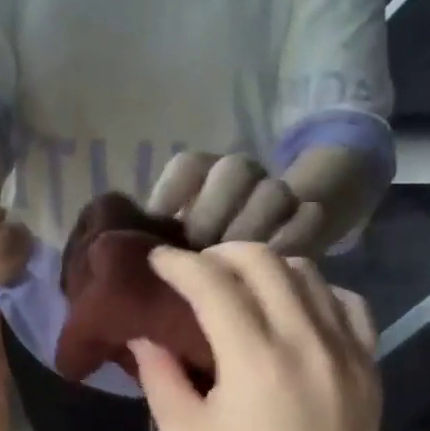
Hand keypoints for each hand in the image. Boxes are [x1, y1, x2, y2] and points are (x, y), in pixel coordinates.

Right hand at [129, 244, 383, 430]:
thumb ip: (158, 374)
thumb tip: (144, 333)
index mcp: (255, 361)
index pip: (213, 282)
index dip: (179, 263)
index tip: (158, 260)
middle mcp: (305, 341)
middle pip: (263, 261)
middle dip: (220, 253)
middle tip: (197, 270)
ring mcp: (345, 349)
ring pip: (307, 272)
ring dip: (266, 268)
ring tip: (242, 287)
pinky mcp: (369, 362)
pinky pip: (346, 301)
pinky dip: (314, 292)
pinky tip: (293, 310)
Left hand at [147, 151, 329, 255]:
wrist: (271, 240)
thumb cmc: (203, 248)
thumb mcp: (174, 236)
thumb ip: (155, 233)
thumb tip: (120, 241)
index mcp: (202, 172)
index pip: (188, 164)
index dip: (173, 190)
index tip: (160, 221)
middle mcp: (240, 174)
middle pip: (234, 170)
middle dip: (213, 212)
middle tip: (199, 249)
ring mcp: (277, 190)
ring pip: (274, 191)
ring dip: (251, 228)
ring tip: (233, 263)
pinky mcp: (309, 214)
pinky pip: (308, 216)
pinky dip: (291, 241)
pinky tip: (272, 266)